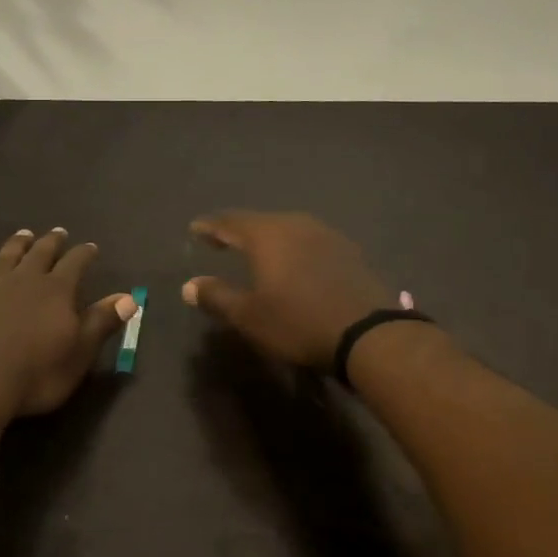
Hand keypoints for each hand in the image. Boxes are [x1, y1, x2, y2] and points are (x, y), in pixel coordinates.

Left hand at [0, 229, 137, 416]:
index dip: (84, 254)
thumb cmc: (37, 373)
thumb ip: (101, 321)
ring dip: (14, 246)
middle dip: (51, 243)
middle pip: (40, 254)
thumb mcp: (80, 352)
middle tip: (57, 232)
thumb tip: (128, 297)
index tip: (91, 247)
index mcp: (57, 291)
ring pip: (4, 259)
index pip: (75, 264)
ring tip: (22, 235)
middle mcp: (24, 281)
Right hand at [182, 211, 393, 368]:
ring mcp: (326, 234)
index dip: (210, 226)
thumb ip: (217, 296)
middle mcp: (295, 224)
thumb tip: (189, 286)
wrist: (368, 334)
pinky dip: (292, 248)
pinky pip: (308, 241)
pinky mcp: (347, 250)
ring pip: (286, 229)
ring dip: (267, 238)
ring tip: (255, 251)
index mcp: (267, 234)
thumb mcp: (249, 316)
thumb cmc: (298, 323)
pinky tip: (293, 262)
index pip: (229, 222)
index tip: (195, 229)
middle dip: (237, 230)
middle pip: (259, 221)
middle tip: (221, 240)